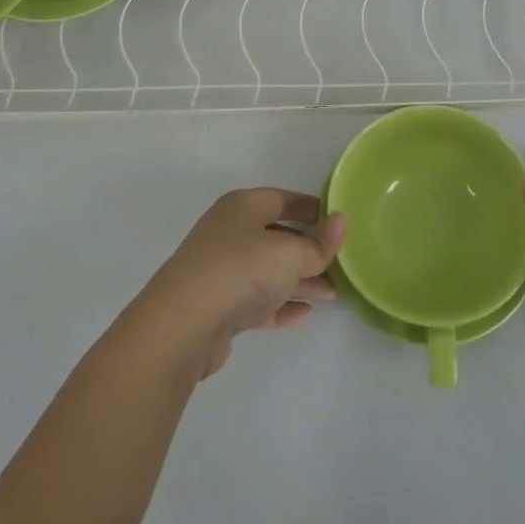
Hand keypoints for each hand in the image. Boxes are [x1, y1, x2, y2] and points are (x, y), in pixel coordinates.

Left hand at [131, 189, 345, 380]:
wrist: (183, 324)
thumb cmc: (241, 270)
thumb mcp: (291, 254)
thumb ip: (319, 243)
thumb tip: (341, 220)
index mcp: (243, 207)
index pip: (283, 199)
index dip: (311, 209)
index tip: (338, 221)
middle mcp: (230, 232)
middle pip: (277, 236)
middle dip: (309, 250)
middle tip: (341, 264)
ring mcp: (221, 270)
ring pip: (268, 271)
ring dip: (299, 281)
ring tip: (332, 294)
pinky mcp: (217, 306)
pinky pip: (256, 300)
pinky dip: (280, 305)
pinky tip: (305, 315)